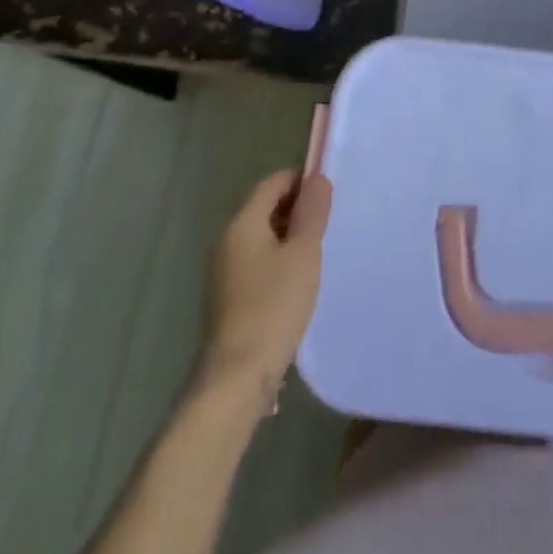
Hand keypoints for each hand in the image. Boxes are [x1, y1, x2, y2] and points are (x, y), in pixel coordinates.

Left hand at [203, 170, 331, 401]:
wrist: (238, 375)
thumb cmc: (274, 306)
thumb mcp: (303, 253)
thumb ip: (312, 212)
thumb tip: (316, 178)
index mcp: (242, 223)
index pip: (272, 183)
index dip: (301, 180)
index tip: (329, 193)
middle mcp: (226, 240)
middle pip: (264, 207)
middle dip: (296, 208)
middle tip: (329, 222)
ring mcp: (223, 270)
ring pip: (261, 236)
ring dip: (288, 236)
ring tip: (318, 250)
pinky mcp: (227, 296)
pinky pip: (256, 261)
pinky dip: (277, 259)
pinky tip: (298, 279)